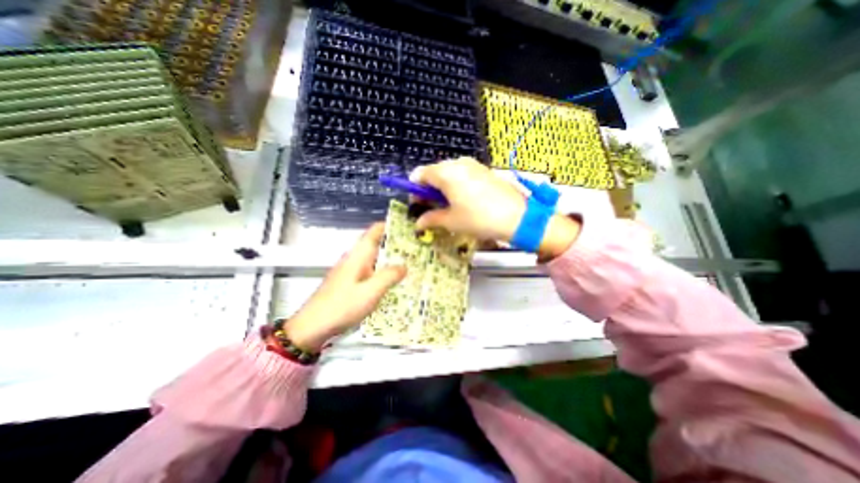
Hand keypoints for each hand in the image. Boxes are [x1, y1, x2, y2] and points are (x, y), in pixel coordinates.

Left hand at [279, 225, 406, 352]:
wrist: (312, 327)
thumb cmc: (342, 306)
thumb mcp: (370, 292)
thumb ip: (389, 276)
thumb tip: (405, 266)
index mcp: (359, 255)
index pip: (375, 231)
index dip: (391, 225)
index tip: (409, 227)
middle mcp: (354, 259)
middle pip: (377, 244)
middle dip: (396, 244)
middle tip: (417, 248)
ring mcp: (351, 270)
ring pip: (375, 258)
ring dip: (391, 258)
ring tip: (411, 263)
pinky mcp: (350, 282)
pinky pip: (371, 271)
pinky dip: (383, 271)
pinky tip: (393, 281)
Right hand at [408, 157, 581, 257]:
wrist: (517, 217)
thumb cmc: (478, 218)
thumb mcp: (451, 221)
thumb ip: (431, 219)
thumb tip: (418, 223)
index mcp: (446, 172)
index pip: (419, 174)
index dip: (415, 190)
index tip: (418, 205)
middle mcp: (458, 163)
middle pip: (434, 172)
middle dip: (429, 190)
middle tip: (433, 209)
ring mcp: (473, 165)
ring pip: (449, 173)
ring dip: (443, 188)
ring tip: (449, 207)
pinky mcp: (484, 170)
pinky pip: (463, 174)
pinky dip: (456, 185)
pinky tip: (464, 201)